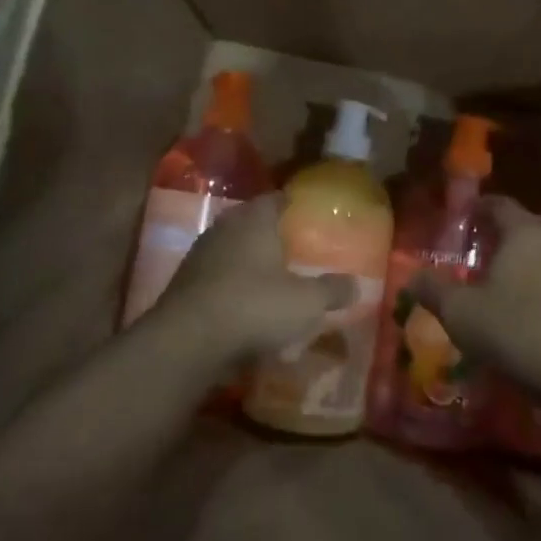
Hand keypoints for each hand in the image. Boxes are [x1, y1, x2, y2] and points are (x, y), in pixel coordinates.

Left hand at [152, 193, 355, 362]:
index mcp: (254, 220)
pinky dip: (233, 287)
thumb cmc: (253, 307)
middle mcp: (224, 228)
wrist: (186, 342)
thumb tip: (356, 284)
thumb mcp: (306, 303)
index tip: (310, 215)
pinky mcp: (184, 285)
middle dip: (273, 235)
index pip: (277, 198)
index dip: (294, 205)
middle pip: (252, 223)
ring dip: (251, 262)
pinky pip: (218, 278)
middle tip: (297, 249)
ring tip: (274, 279)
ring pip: (233, 251)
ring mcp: (200, 256)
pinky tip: (247, 307)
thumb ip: (332, 290)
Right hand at [409, 197, 540, 415]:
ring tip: (497, 283)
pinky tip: (524, 312)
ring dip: (521, 264)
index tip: (462, 217)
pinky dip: (538, 289)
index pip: (499, 205)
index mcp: (524, 233)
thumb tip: (412, 276)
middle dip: (500, 235)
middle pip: (524, 227)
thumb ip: (433, 290)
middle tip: (476, 249)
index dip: (478, 208)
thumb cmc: (517, 331)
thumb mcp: (461, 313)